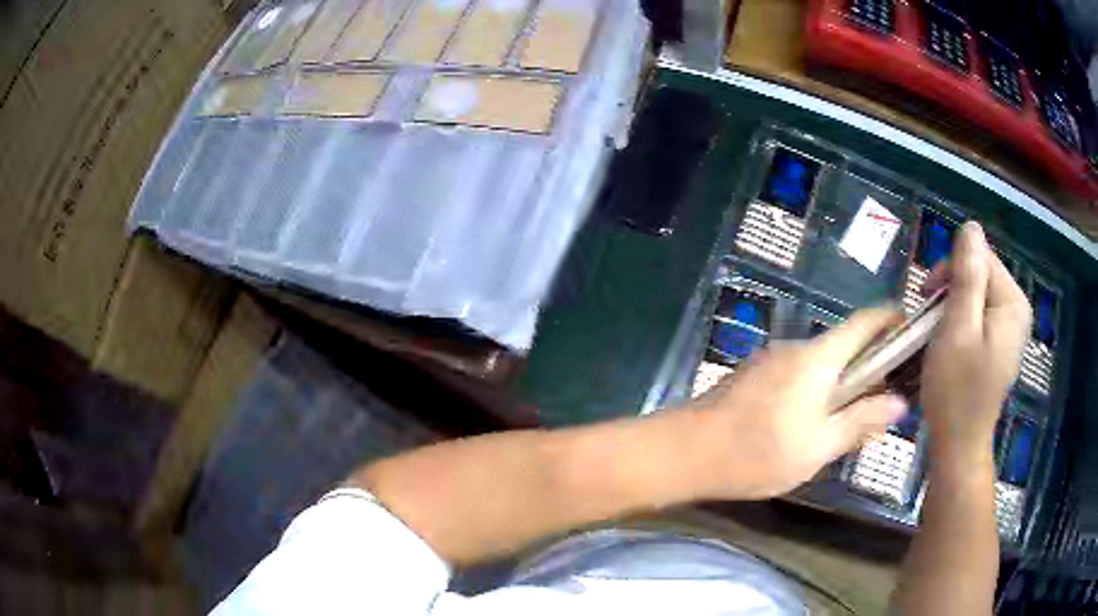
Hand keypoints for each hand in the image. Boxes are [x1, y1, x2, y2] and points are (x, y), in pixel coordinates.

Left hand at [687, 309, 908, 498]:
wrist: (684, 452)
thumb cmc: (758, 452)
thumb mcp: (818, 446)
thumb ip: (860, 421)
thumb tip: (899, 403)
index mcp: (818, 357)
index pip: (865, 321)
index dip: (891, 320)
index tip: (911, 331)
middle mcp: (795, 348)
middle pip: (844, 346)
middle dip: (869, 367)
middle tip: (887, 400)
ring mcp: (770, 360)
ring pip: (820, 365)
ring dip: (841, 385)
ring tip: (852, 422)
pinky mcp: (753, 377)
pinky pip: (797, 377)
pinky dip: (815, 392)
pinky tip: (811, 425)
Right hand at [920, 221, 1030, 469]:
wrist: (958, 445)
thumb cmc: (956, 391)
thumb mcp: (957, 330)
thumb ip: (967, 277)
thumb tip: (971, 227)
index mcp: (1012, 303)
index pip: (980, 257)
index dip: (950, 269)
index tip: (926, 297)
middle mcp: (1016, 310)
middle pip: (980, 274)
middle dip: (950, 289)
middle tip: (927, 319)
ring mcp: (1010, 328)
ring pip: (977, 294)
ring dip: (952, 306)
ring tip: (935, 334)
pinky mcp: (1000, 343)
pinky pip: (979, 314)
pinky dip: (960, 321)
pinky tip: (948, 342)